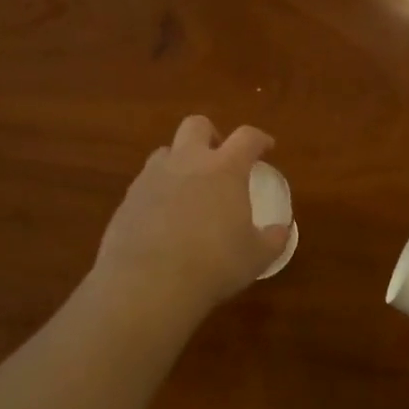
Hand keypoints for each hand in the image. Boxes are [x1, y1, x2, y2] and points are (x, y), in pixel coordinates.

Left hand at [89, 116, 291, 321]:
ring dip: (181, 161)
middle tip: (220, 158)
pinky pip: (146, 183)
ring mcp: (152, 178)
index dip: (260, 139)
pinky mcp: (127, 199)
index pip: (247, 137)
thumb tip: (281, 231)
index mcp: (225, 169)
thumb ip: (273, 239)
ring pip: (165, 152)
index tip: (266, 148)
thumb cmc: (215, 264)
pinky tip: (165, 218)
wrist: (149, 283)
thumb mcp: (257, 256)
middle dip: (211, 135)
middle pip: (196, 125)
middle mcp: (187, 162)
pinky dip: (159, 191)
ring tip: (190, 189)